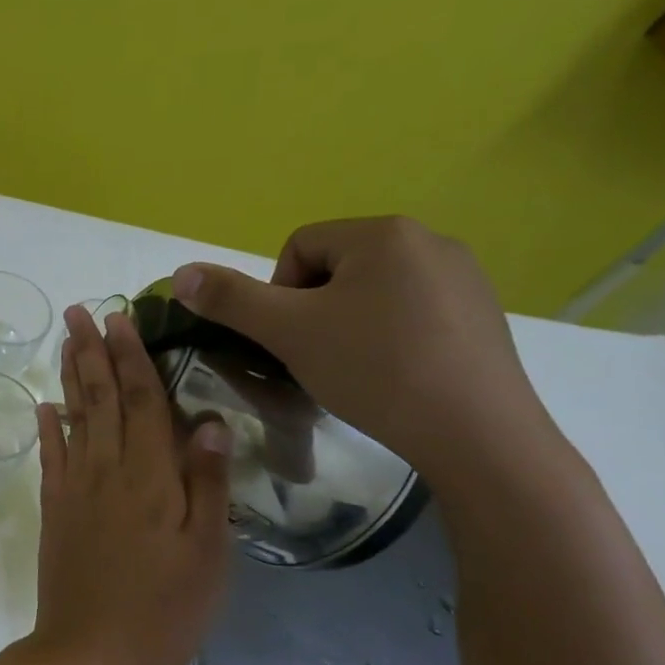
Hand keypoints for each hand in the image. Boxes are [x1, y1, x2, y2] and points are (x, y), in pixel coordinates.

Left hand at [31, 306, 232, 664]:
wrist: (90, 653)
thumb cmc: (164, 610)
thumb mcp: (207, 554)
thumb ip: (207, 484)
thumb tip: (208, 420)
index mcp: (150, 478)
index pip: (143, 401)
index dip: (133, 357)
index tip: (121, 317)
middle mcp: (107, 471)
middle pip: (101, 399)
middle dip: (92, 352)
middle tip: (80, 311)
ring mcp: (75, 490)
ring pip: (74, 419)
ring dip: (70, 376)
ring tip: (65, 340)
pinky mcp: (55, 511)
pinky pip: (50, 459)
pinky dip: (48, 429)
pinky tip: (44, 406)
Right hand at [171, 216, 554, 480]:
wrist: (475, 432)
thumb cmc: (373, 369)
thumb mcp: (288, 332)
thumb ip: (230, 299)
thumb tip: (180, 273)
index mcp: (383, 232)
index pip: (298, 248)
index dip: (279, 296)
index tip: (291, 341)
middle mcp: (430, 239)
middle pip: (336, 268)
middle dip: (314, 311)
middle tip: (318, 358)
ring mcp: (464, 277)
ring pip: (374, 292)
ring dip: (349, 325)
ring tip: (356, 371)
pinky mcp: (483, 314)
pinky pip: (413, 313)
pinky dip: (390, 338)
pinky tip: (395, 376)